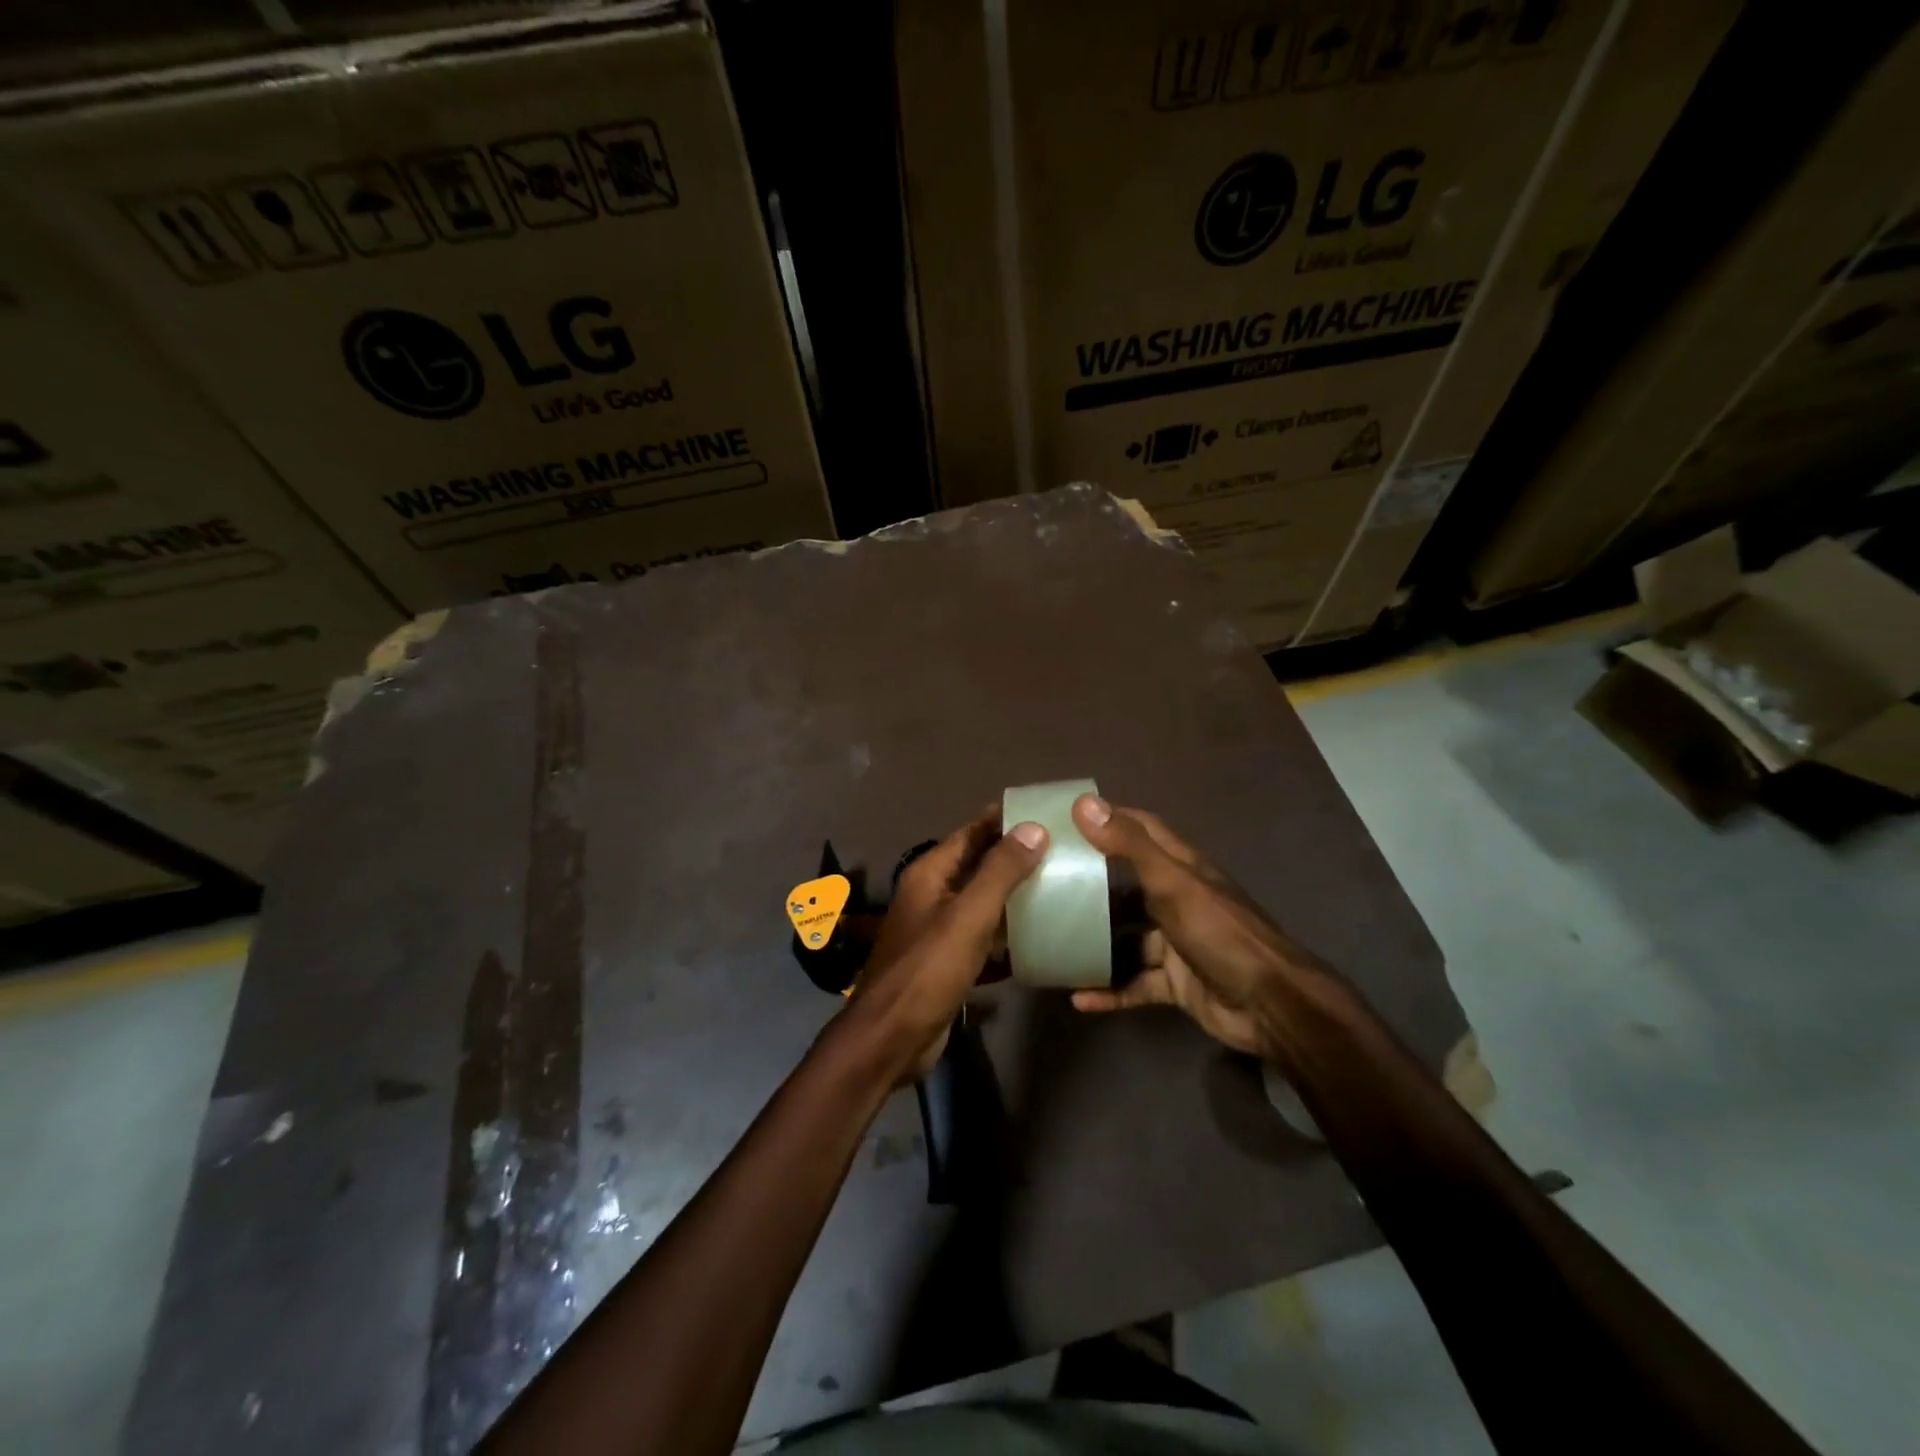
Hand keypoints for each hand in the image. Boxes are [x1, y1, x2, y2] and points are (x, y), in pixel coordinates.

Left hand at [837, 809, 1047, 1083]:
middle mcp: (932, 895)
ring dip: (1015, 895)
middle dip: (1015, 856)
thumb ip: (1000, 871)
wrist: (892, 1038)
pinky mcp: (948, 961)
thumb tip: (1034, 827)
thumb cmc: (927, 970)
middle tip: (1063, 849)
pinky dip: (1007, 934)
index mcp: (930, 874)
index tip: (1044, 810)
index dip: (1003, 820)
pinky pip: (983, 936)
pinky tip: (1040, 936)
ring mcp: (939, 929)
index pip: (971, 833)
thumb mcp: (968, 916)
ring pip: (983, 902)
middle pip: (978, 865)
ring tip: (1060, 886)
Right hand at [1067, 794, 1343, 1060]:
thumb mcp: (1172, 883)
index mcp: (1181, 869)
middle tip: (1045, 883)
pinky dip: (1110, 991)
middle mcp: (1177, 900)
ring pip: (1127, 939)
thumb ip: (1129, 846)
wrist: (1268, 1004)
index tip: (1068, 818)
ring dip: (1096, 943)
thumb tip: (1083, 804)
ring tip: (1052, 942)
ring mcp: (1176, 943)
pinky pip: (1135, 984)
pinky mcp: (1176, 983)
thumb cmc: (1218, 932)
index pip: (1143, 830)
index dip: (1110, 819)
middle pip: (1129, 885)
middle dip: (1092, 884)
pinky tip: (1079, 998)